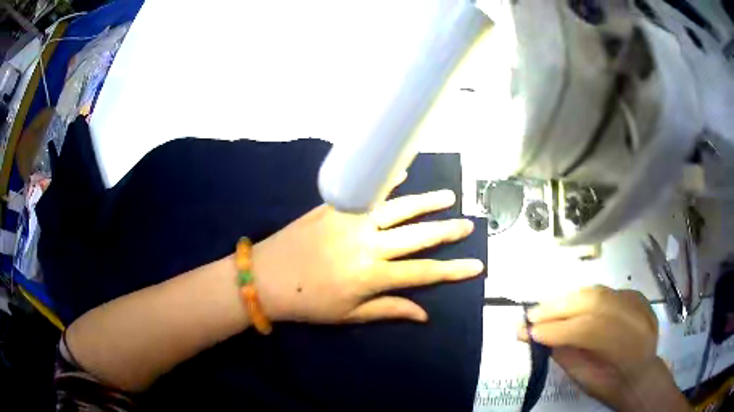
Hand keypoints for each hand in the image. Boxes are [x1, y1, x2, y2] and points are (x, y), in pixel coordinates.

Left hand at [251, 187, 483, 323]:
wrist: (265, 276)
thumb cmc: (307, 302)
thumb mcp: (348, 315)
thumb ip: (388, 310)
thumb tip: (425, 314)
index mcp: (371, 275)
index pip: (423, 273)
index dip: (453, 270)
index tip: (476, 265)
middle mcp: (368, 244)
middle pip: (417, 236)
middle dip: (447, 231)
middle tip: (469, 224)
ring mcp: (352, 221)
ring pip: (398, 208)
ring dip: (426, 201)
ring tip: (449, 196)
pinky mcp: (336, 207)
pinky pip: (368, 191)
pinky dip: (387, 181)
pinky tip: (403, 171)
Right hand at [517, 286, 664, 410]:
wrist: (640, 374)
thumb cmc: (610, 385)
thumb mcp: (584, 378)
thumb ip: (563, 354)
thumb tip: (533, 337)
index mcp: (626, 349)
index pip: (589, 330)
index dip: (556, 330)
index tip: (526, 332)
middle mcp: (637, 319)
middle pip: (595, 303)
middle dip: (558, 307)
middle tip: (531, 315)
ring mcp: (639, 303)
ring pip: (599, 292)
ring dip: (567, 299)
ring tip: (544, 307)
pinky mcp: (635, 295)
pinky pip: (605, 292)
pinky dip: (583, 297)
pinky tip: (568, 305)